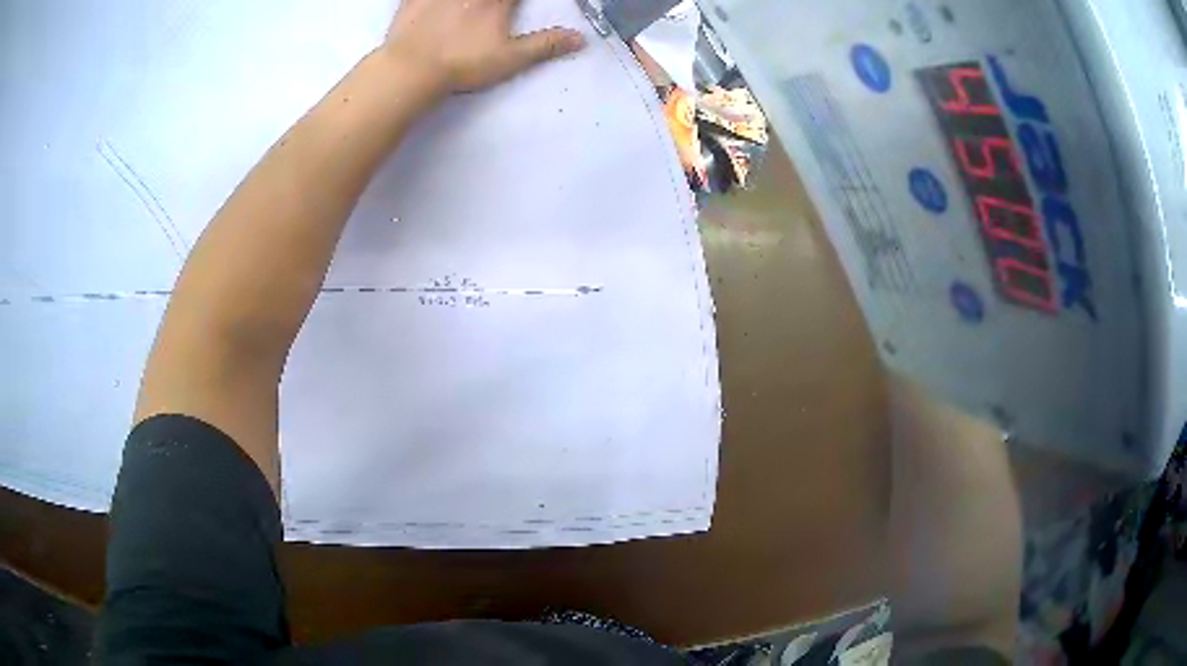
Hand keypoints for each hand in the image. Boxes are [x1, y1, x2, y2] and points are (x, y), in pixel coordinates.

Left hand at [384, 0, 586, 93]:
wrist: (411, 69)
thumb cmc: (463, 64)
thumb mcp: (510, 59)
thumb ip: (545, 45)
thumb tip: (580, 39)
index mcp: (497, 0)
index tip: (515, 5)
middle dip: (496, 0)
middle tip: (494, 6)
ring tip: (467, 6)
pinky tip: (433, 3)